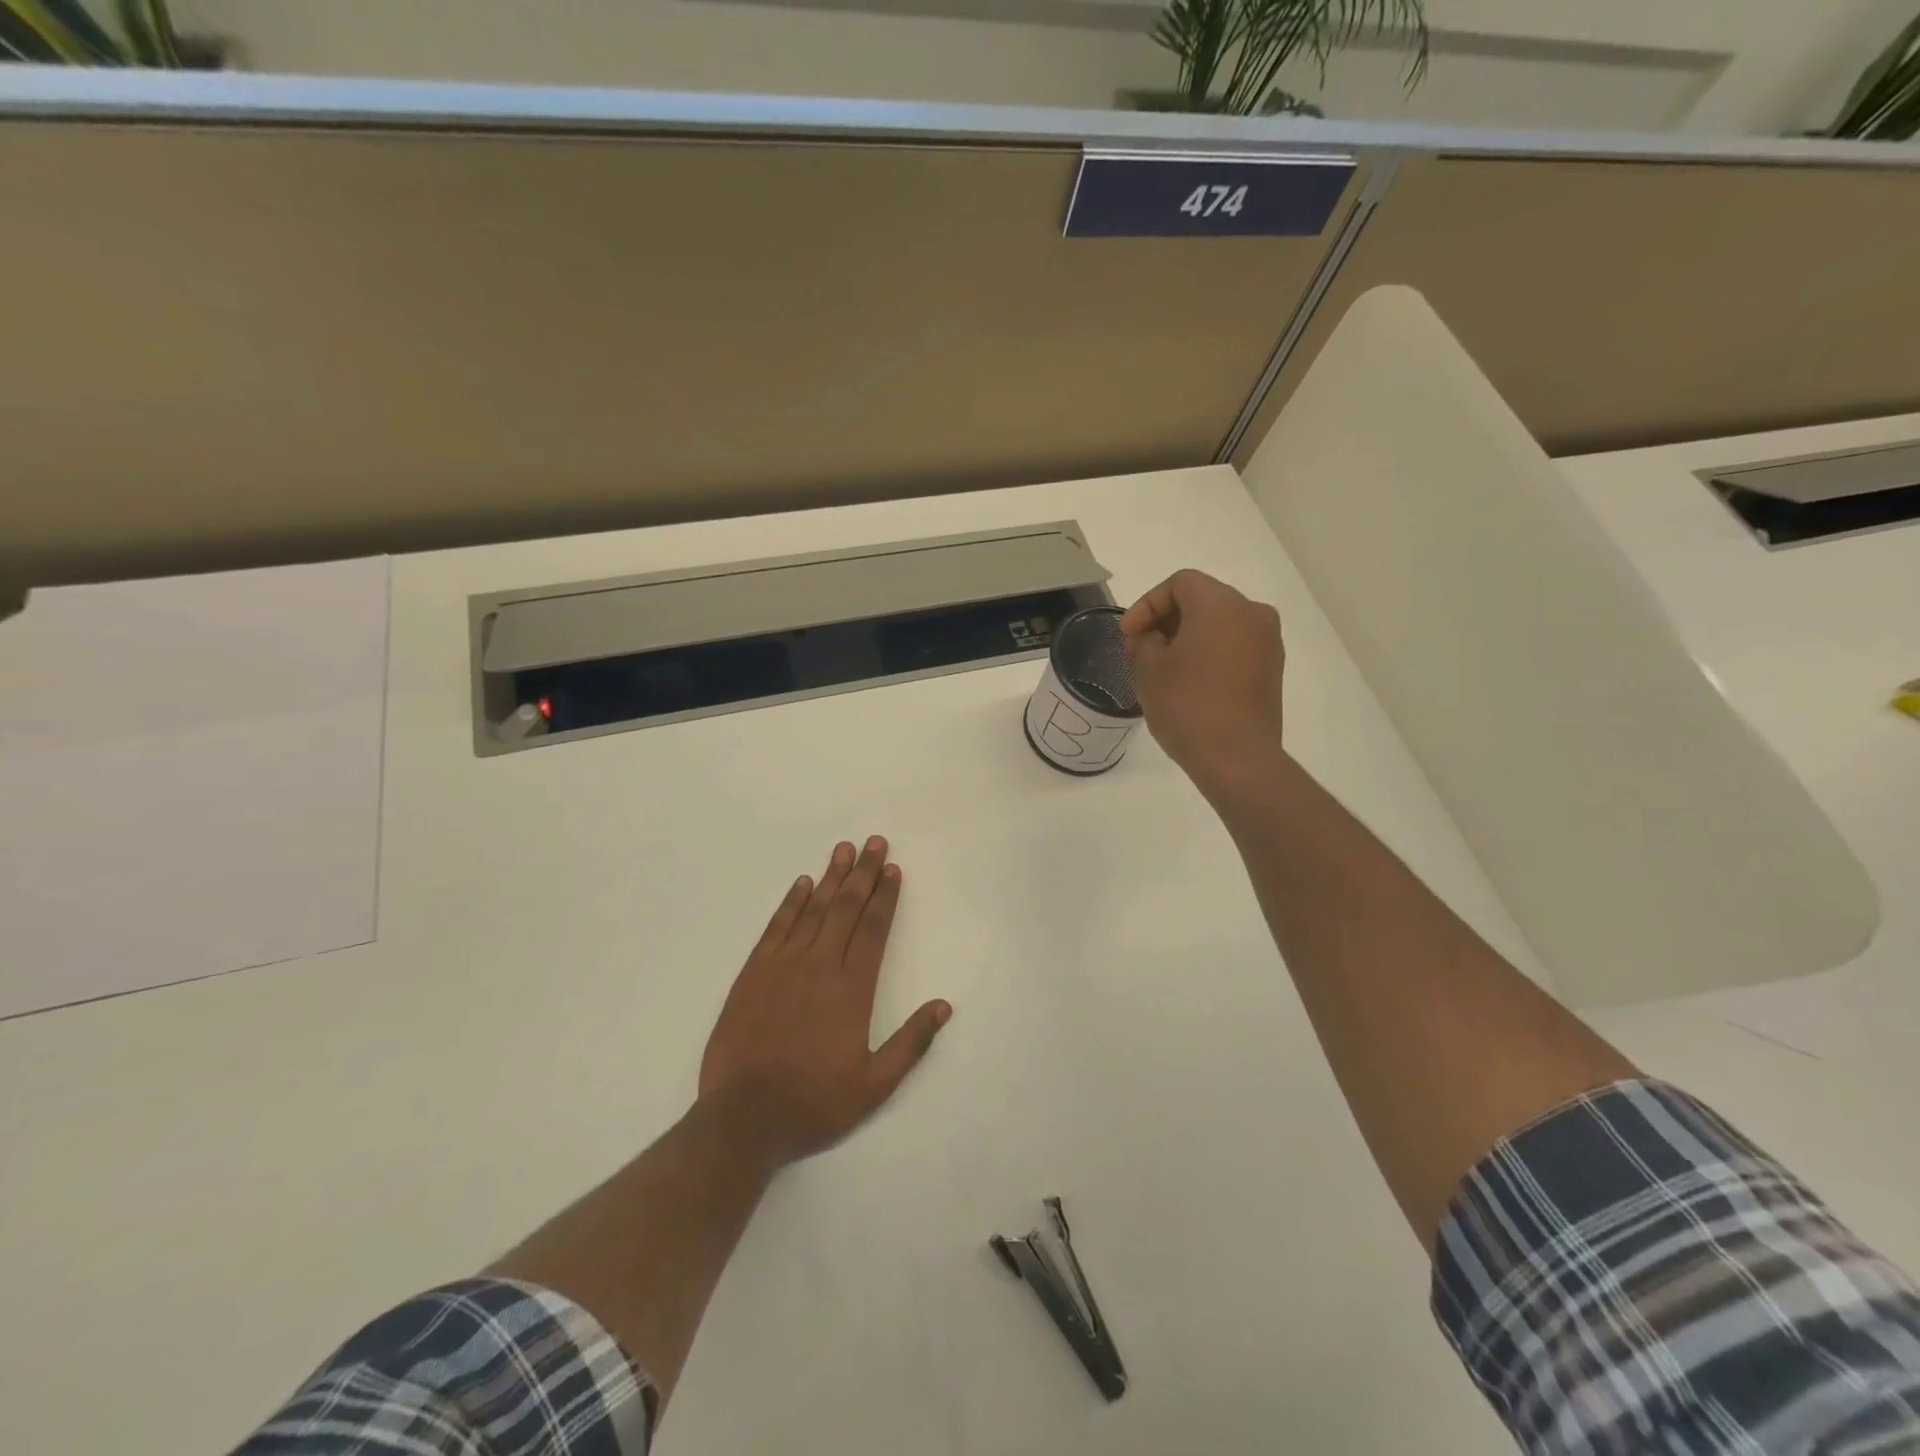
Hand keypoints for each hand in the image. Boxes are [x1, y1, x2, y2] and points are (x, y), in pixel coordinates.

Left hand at [698, 837, 950, 1166]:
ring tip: (843, 850)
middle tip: (874, 842)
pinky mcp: (753, 973)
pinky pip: (777, 927)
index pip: (874, 929)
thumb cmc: (814, 1103)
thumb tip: (943, 1006)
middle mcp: (820, 966)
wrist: (744, 1118)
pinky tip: (802, 884)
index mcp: (852, 989)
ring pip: (813, 910)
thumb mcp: (874, 1085)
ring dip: (831, 878)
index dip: (885, 896)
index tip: (893, 869)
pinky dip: (791, 903)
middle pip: (846, 908)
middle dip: (863, 873)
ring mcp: (783, 966)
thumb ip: (911, 1043)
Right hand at [1120, 569, 1286, 794]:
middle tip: (1139, 647)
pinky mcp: (1272, 667)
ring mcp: (1268, 641)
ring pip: (1220, 622)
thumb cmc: (1186, 706)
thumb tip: (1152, 636)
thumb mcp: (1149, 669)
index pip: (1180, 583)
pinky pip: (1235, 644)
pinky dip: (1210, 650)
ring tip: (1162, 665)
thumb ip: (1144, 640)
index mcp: (1220, 604)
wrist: (1236, 757)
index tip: (1128, 634)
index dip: (1147, 604)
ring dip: (1188, 635)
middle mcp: (1252, 612)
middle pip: (1202, 599)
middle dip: (1167, 618)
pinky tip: (1189, 678)